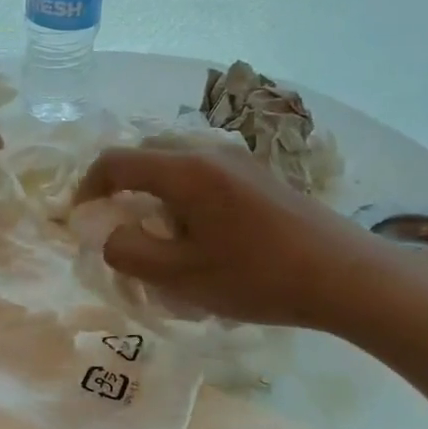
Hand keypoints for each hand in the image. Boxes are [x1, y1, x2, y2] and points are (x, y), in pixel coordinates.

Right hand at [73, 146, 406, 331]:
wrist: (346, 275)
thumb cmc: (258, 277)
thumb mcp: (182, 277)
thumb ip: (130, 252)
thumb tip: (109, 233)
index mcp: (185, 170)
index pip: (115, 161)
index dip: (87, 188)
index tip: (81, 220)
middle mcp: (208, 151)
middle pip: (145, 154)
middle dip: (120, 187)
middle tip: (119, 228)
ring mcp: (238, 158)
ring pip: (175, 162)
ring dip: (153, 191)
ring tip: (159, 234)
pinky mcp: (259, 173)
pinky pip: (202, 171)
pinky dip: (182, 193)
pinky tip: (199, 232)